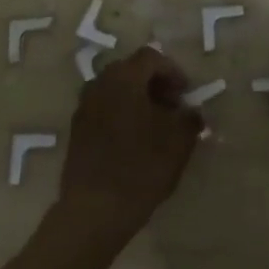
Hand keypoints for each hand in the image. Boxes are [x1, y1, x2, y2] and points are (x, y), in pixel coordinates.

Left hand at [58, 46, 202, 241]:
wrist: (94, 210)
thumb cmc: (140, 169)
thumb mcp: (178, 143)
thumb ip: (189, 119)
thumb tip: (192, 111)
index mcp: (124, 78)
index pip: (151, 57)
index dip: (173, 72)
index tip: (186, 95)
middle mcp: (100, 83)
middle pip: (131, 70)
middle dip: (154, 84)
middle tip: (172, 108)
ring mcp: (84, 106)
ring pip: (116, 89)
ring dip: (136, 99)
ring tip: (154, 126)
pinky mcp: (76, 128)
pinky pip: (103, 108)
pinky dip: (120, 113)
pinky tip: (132, 141)